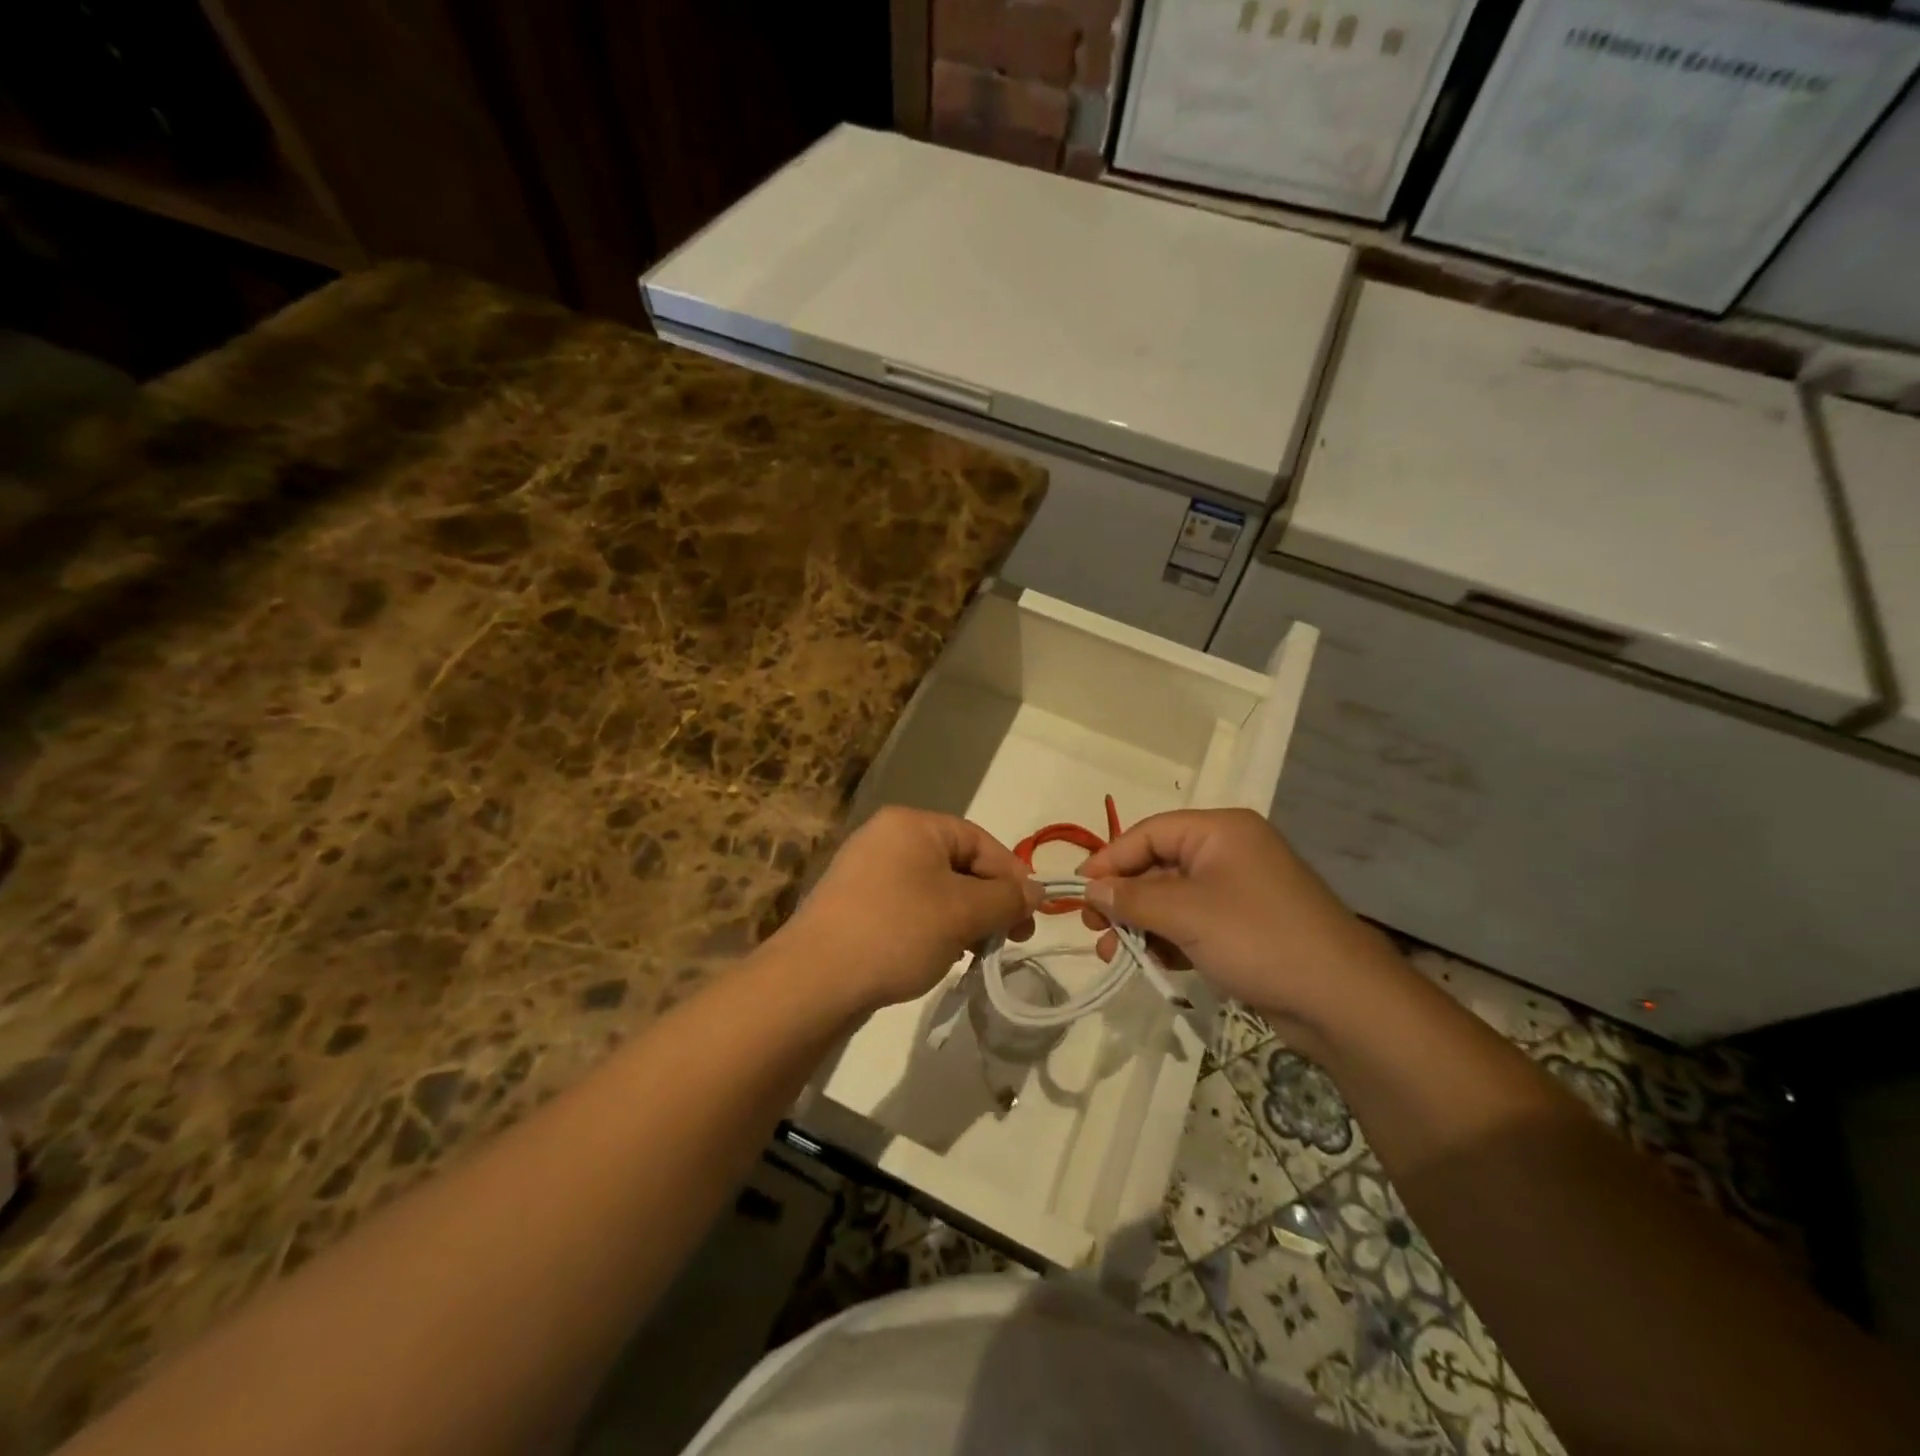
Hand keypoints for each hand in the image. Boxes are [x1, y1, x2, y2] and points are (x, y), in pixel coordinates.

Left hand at [778, 807, 1040, 1014]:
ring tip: (973, 952)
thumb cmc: (897, 931)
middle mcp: (886, 837)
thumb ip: (1006, 898)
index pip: (979, 840)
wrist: (814, 979)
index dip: (1012, 876)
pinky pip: (907, 907)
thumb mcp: (963, 913)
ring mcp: (865, 871)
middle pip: (957, 864)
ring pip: (933, 889)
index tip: (1031, 916)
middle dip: (987, 901)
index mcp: (912, 824)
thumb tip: (1037, 891)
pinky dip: (931, 927)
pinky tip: (938, 957)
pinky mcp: (853, 904)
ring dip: (962, 918)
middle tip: (1008, 939)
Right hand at [1079, 809, 1390, 1031]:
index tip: (1079, 891)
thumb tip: (1091, 888)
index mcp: (1220, 831)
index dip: (1110, 859)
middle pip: (1159, 865)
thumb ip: (1132, 898)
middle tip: (1092, 928)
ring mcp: (1239, 892)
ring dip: (1141, 924)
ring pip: (1173, 899)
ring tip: (1113, 955)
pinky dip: (1168, 940)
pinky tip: (1150, 964)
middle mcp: (1229, 853)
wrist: (1342, 1001)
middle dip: (1123, 898)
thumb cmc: (1258, 938)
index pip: (1149, 832)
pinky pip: (1193, 924)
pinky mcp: (1246, 927)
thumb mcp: (1186, 914)